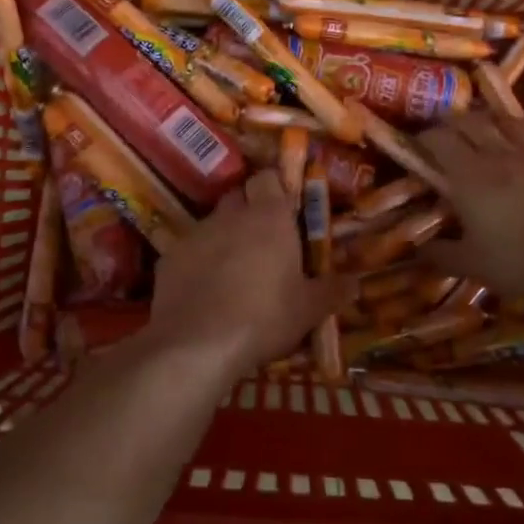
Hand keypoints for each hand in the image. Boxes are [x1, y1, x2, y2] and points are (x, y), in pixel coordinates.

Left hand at [145, 170, 353, 381]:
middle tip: (263, 243)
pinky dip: (197, 264)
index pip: (268, 178)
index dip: (275, 189)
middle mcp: (230, 215)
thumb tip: (356, 283)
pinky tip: (204, 293)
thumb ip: (332, 291)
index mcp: (269, 217)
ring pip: (212, 225)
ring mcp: (195, 234)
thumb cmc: (265, 317)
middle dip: (249, 212)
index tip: (284, 210)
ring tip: (233, 274)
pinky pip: (188, 252)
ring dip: (223, 239)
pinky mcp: (168, 258)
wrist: (198, 344)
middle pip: (238, 197)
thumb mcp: (308, 310)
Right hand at [416, 110, 523, 303]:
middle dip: (454, 123)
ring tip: (487, 130)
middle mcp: (499, 154)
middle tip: (448, 135)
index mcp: (469, 176)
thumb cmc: (520, 260)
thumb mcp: (472, 265)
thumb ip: (441, 254)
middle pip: (470, 121)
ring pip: (507, 121)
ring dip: (491, 122)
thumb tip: (418, 250)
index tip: (418, 145)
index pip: (439, 140)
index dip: (425, 138)